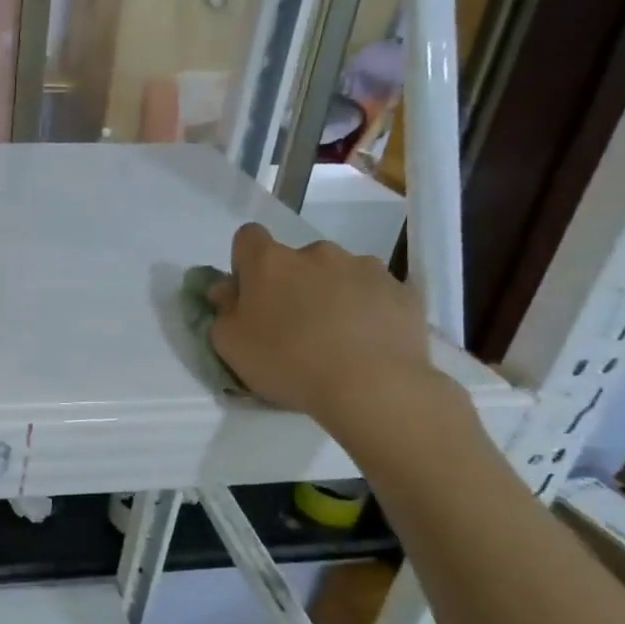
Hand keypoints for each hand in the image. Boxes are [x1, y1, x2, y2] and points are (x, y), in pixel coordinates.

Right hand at [207, 223, 438, 426]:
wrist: (373, 386)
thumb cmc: (288, 362)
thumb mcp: (231, 345)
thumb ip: (223, 310)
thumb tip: (226, 289)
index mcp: (270, 262)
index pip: (248, 237)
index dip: (245, 263)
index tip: (250, 294)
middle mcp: (317, 253)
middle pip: (296, 260)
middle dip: (293, 284)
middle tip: (294, 326)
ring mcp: (364, 267)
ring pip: (338, 274)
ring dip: (332, 294)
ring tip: (337, 338)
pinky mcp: (401, 290)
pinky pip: (375, 293)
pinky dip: (368, 309)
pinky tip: (367, 343)